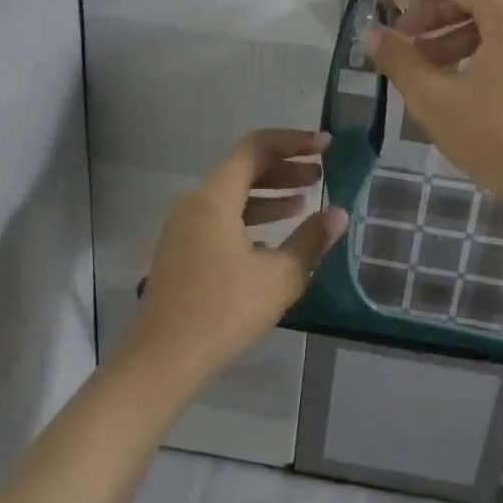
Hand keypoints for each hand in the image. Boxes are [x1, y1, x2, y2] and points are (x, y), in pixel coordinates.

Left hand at [123, 129, 347, 389]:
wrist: (163, 359)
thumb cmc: (223, 311)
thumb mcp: (279, 277)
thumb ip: (311, 240)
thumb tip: (338, 213)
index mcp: (214, 198)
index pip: (256, 148)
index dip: (294, 142)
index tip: (326, 146)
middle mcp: (195, 203)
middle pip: (244, 169)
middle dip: (285, 168)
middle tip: (322, 174)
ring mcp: (184, 227)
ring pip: (232, 195)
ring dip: (270, 194)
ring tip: (306, 202)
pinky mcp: (182, 250)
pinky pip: (221, 218)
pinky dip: (250, 217)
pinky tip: (275, 237)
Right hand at [362, 0, 502, 208]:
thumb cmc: (493, 133)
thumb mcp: (434, 97)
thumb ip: (399, 60)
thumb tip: (370, 33)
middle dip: (429, 15)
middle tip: (396, 38)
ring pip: (485, 26)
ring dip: (445, 38)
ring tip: (414, 65)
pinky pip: (500, 47)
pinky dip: (468, 54)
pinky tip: (445, 82)